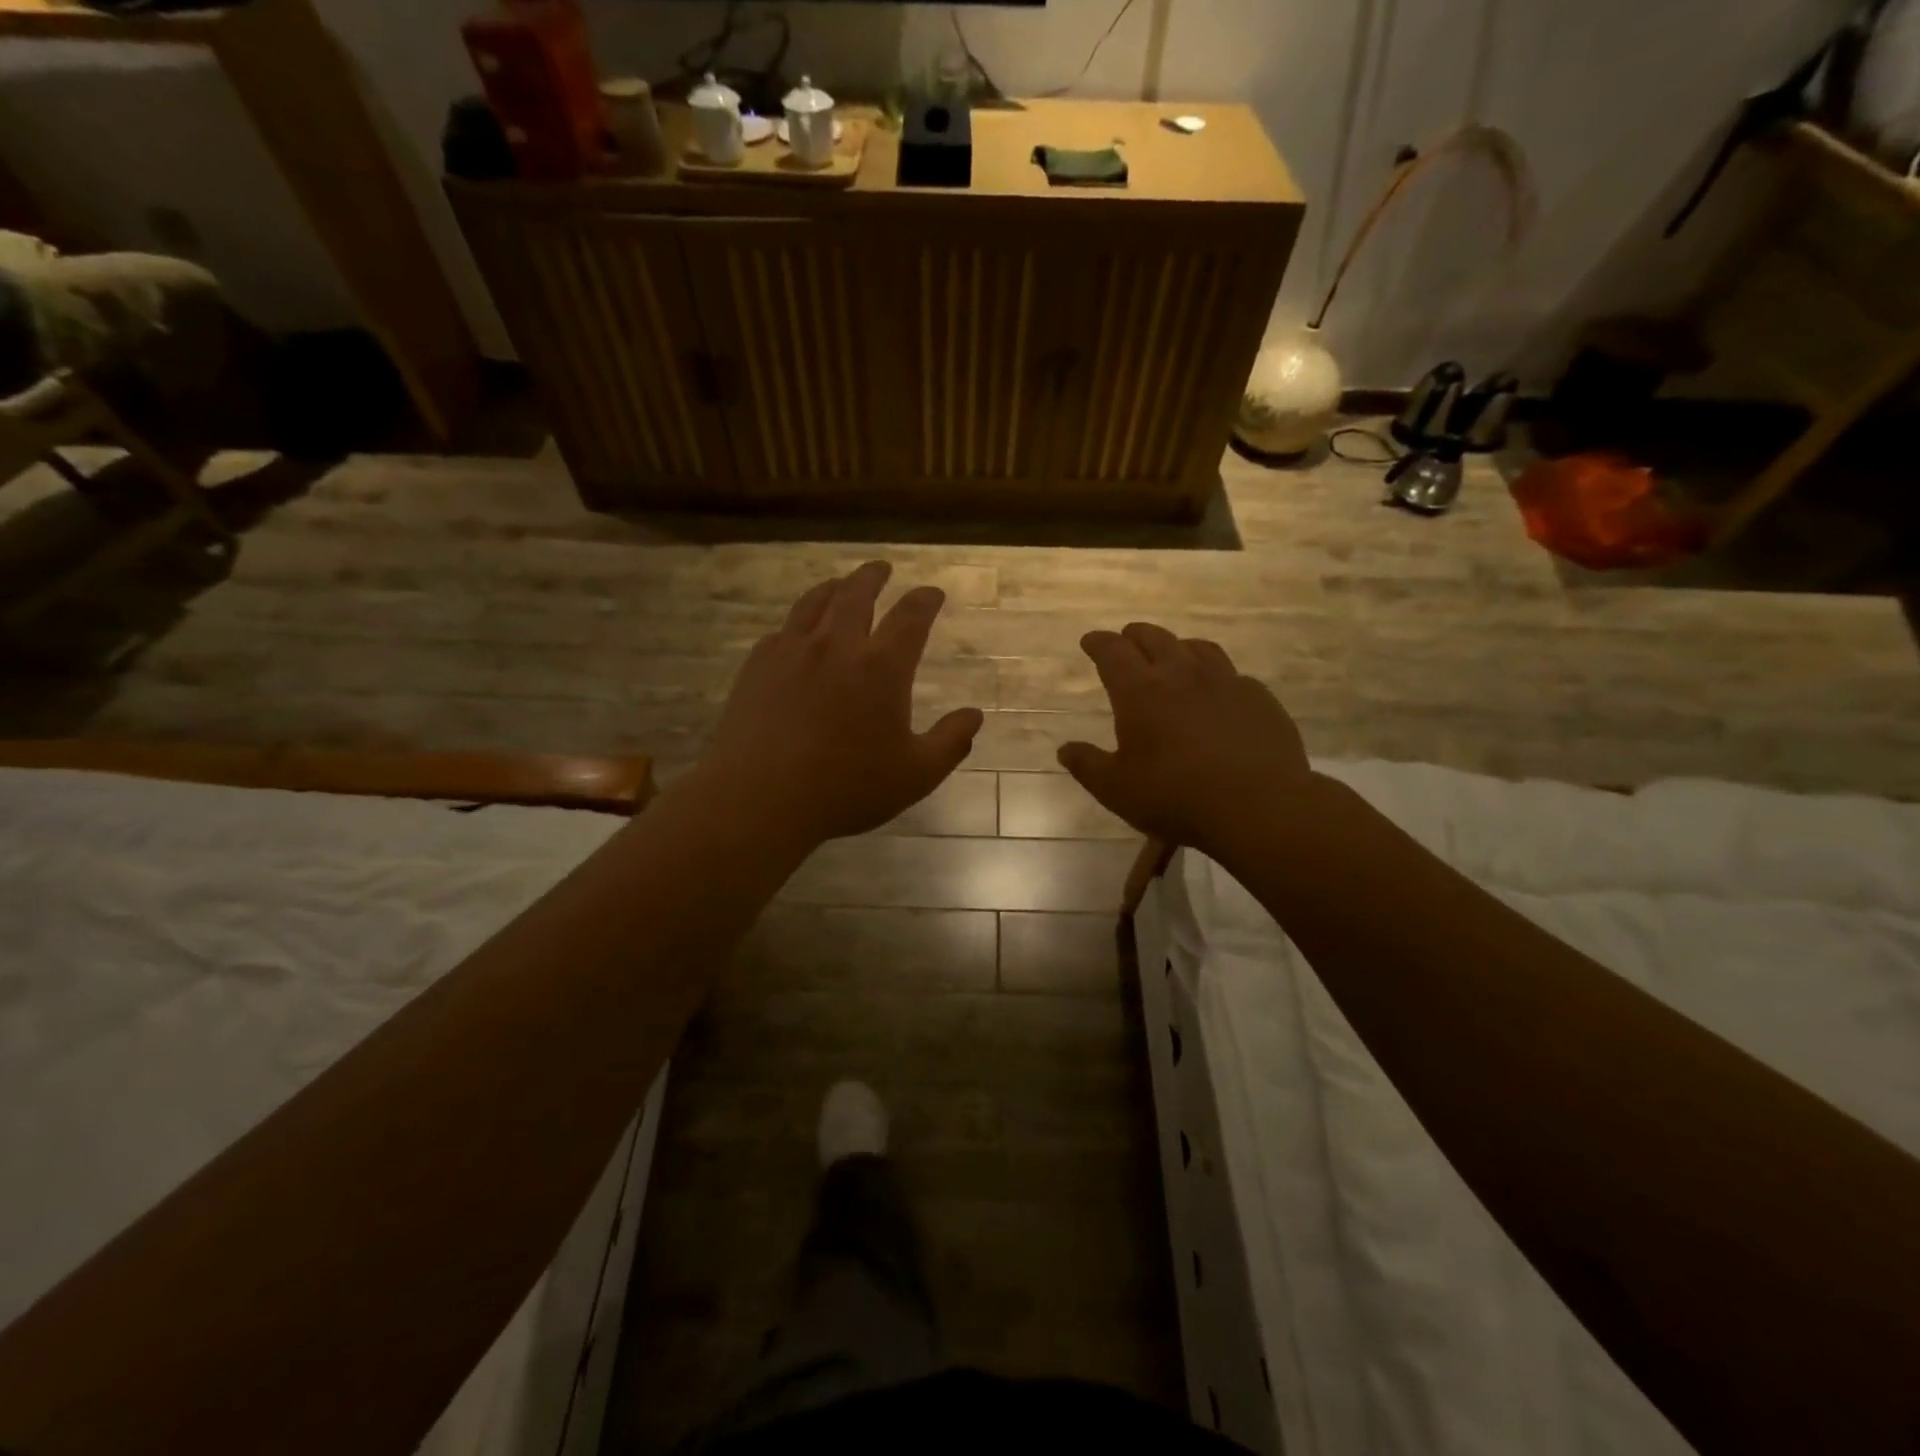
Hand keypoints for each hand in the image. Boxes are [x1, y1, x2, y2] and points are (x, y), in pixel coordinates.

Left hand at [705, 560, 984, 845]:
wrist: (760, 798)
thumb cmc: (846, 789)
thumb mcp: (916, 775)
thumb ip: (950, 742)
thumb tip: (974, 716)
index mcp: (882, 667)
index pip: (911, 617)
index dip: (925, 600)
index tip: (932, 592)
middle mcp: (837, 645)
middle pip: (857, 594)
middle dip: (874, 576)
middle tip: (882, 567)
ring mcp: (792, 651)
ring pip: (815, 603)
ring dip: (833, 587)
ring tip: (840, 584)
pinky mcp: (757, 666)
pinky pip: (782, 631)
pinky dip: (798, 623)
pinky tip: (796, 632)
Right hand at [1057, 623, 1312, 852]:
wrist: (1258, 806)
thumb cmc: (1175, 797)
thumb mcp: (1116, 789)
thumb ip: (1087, 765)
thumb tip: (1065, 749)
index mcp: (1140, 691)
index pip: (1113, 652)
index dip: (1098, 643)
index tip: (1090, 641)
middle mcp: (1181, 674)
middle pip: (1155, 638)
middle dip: (1135, 635)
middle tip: (1126, 639)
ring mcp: (1225, 682)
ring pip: (1198, 648)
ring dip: (1178, 646)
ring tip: (1173, 654)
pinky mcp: (1259, 698)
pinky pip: (1233, 674)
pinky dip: (1216, 675)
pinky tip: (1218, 692)